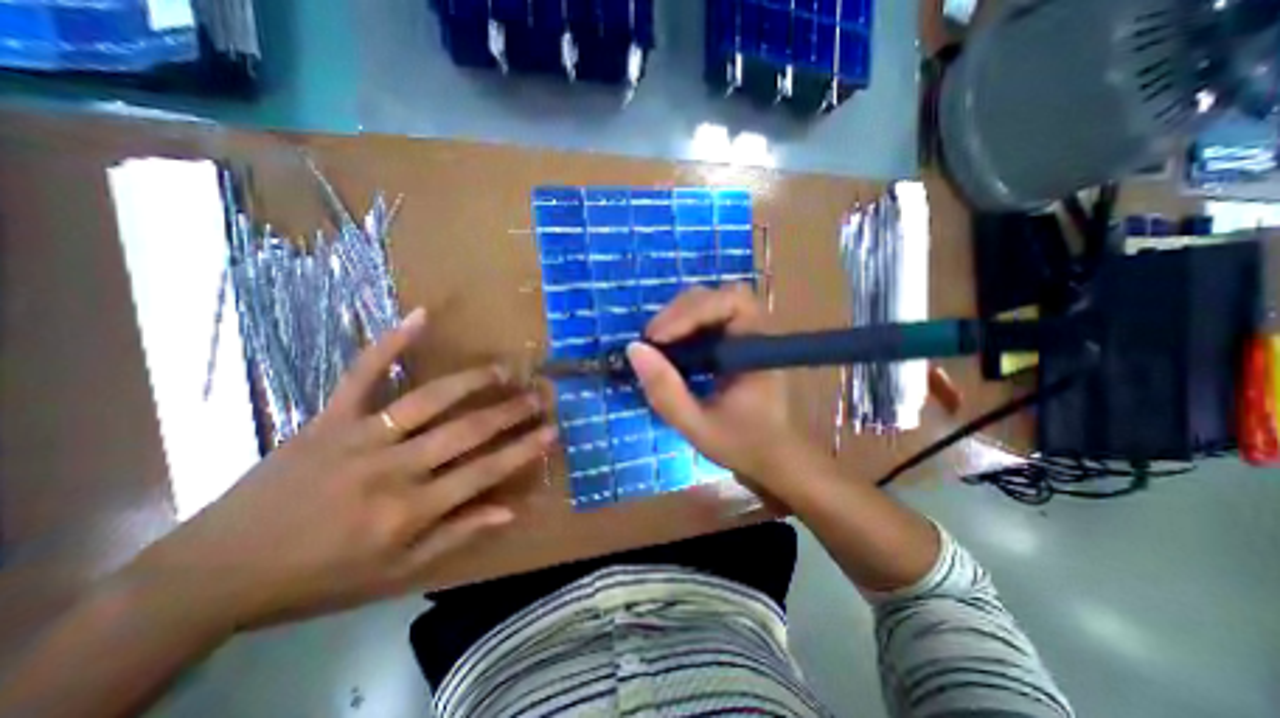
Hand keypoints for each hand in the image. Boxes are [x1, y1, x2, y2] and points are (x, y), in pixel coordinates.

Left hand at [123, 309, 556, 629]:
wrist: (216, 570)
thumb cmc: (319, 574)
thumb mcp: (396, 570)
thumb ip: (456, 534)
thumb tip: (510, 511)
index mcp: (409, 511)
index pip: (484, 473)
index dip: (523, 450)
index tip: (552, 430)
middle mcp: (392, 470)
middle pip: (465, 432)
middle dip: (510, 411)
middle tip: (540, 394)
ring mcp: (358, 437)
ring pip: (428, 400)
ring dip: (472, 380)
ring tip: (504, 369)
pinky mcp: (328, 418)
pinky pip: (362, 374)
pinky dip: (390, 343)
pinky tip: (421, 316)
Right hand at [628, 287, 806, 487]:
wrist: (774, 458)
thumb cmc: (743, 444)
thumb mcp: (697, 425)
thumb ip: (665, 391)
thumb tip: (633, 349)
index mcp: (757, 349)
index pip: (731, 302)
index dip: (690, 311)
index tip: (656, 339)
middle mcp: (756, 332)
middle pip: (718, 296)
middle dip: (680, 313)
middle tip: (652, 341)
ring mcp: (747, 335)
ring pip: (712, 303)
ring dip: (680, 317)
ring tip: (658, 344)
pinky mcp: (735, 342)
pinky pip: (708, 320)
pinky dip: (684, 327)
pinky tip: (671, 348)